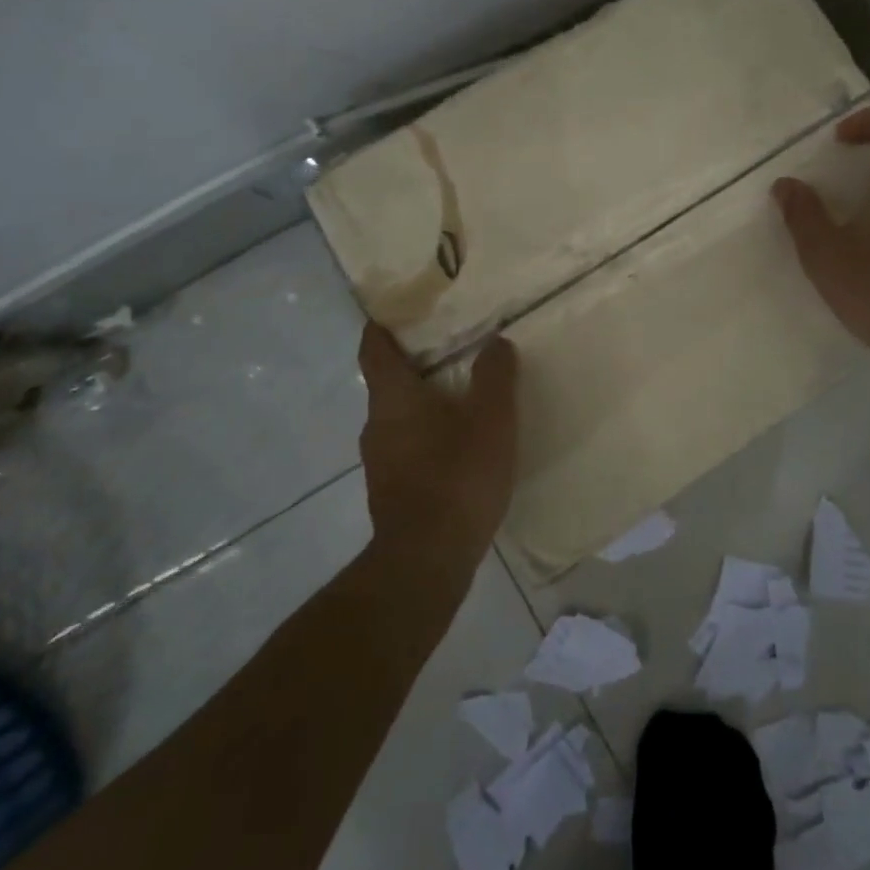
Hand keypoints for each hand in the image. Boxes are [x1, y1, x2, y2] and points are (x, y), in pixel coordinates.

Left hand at [357, 322, 518, 579]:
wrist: (427, 560)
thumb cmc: (457, 476)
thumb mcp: (491, 419)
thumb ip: (495, 376)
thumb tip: (496, 343)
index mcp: (393, 398)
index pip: (374, 348)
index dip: (382, 326)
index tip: (399, 309)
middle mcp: (376, 425)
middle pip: (388, 383)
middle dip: (416, 365)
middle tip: (454, 350)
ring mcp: (380, 462)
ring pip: (399, 418)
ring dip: (424, 404)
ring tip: (463, 398)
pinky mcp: (391, 492)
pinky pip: (407, 448)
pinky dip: (428, 436)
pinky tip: (460, 448)